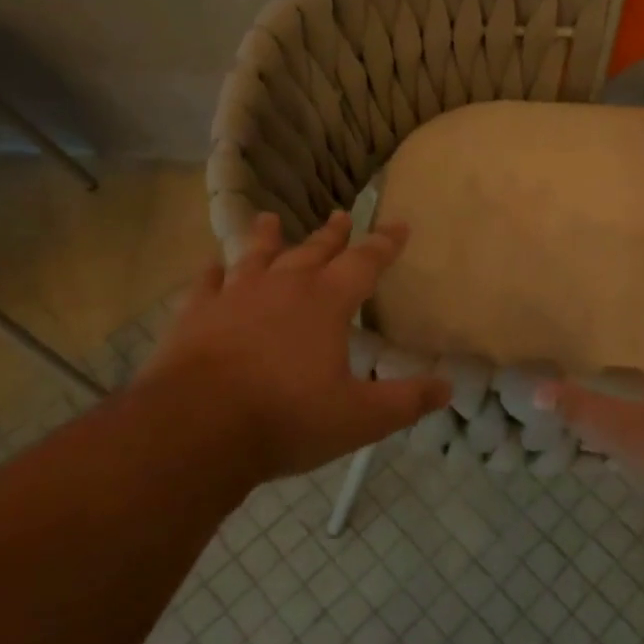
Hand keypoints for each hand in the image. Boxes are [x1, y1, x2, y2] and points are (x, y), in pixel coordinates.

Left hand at [136, 211, 449, 479]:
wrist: (196, 428)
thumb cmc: (287, 418)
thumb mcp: (361, 418)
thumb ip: (407, 401)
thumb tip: (447, 388)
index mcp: (326, 303)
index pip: (365, 262)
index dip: (385, 244)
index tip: (399, 225)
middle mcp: (283, 287)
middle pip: (314, 251)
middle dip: (333, 235)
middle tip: (342, 215)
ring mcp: (235, 297)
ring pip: (256, 256)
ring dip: (267, 238)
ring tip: (270, 218)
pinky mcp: (196, 315)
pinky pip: (206, 284)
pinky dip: (212, 273)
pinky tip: (212, 266)